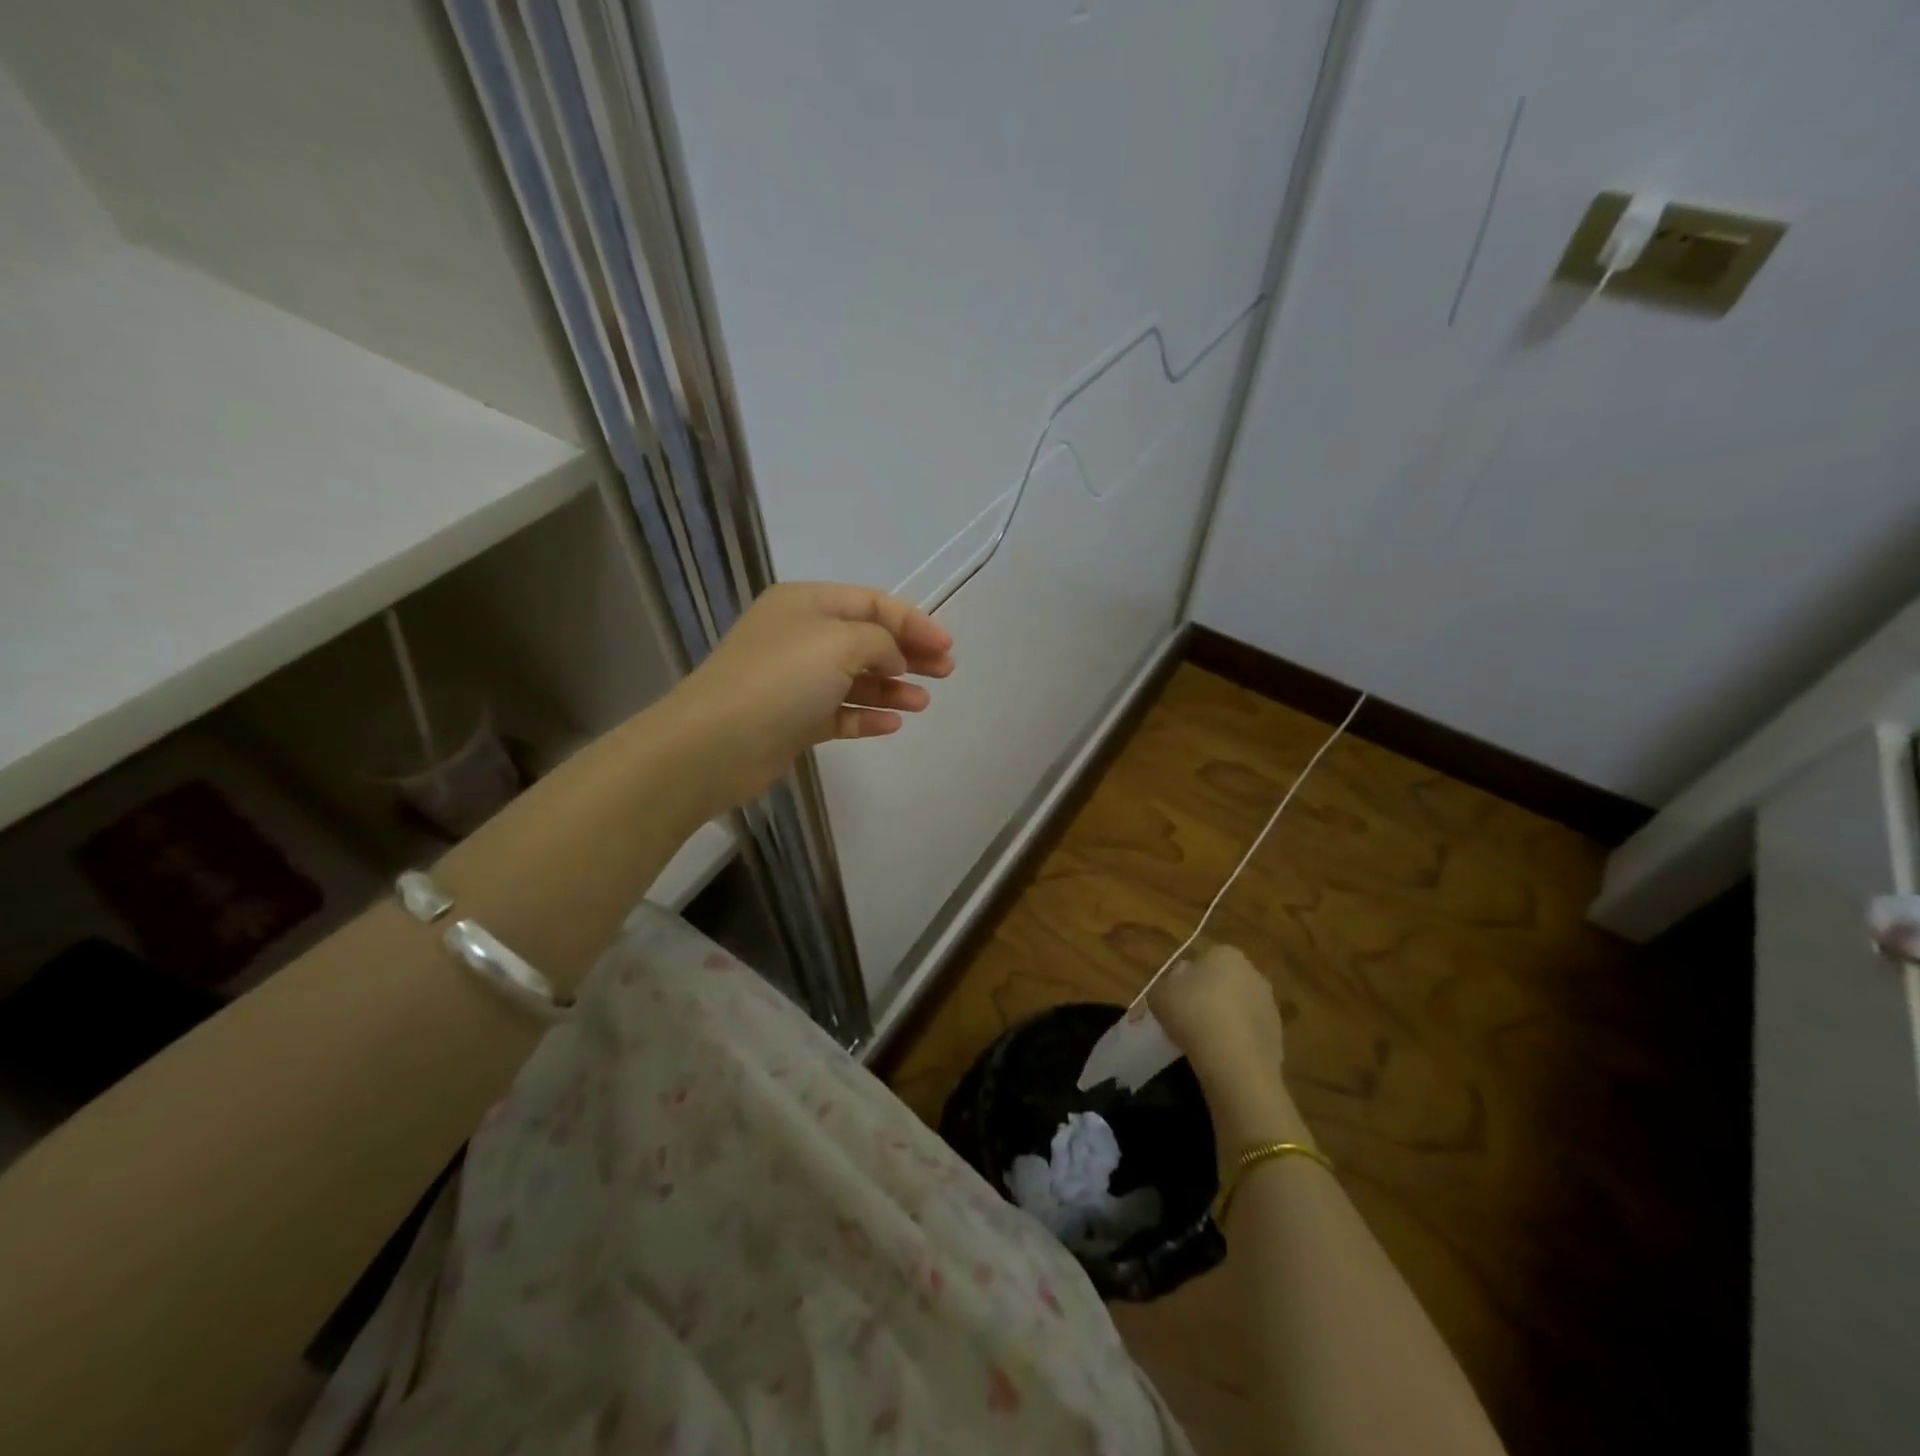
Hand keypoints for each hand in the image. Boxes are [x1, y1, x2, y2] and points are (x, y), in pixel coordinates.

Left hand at [655, 582, 953, 812]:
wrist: (716, 743)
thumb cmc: (781, 679)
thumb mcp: (840, 642)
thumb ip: (880, 642)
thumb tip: (892, 659)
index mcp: (807, 604)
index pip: (872, 603)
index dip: (914, 621)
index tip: (948, 645)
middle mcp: (801, 637)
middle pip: (867, 640)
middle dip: (908, 654)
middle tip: (946, 672)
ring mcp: (795, 681)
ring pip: (855, 680)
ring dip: (892, 688)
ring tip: (923, 703)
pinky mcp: (793, 721)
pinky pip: (839, 713)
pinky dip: (866, 716)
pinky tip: (892, 724)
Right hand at [1148, 943, 1287, 1093]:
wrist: (1234, 1060)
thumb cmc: (1192, 1013)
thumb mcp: (1159, 993)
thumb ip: (1166, 983)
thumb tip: (1177, 983)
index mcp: (1226, 954)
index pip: (1203, 959)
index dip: (1187, 978)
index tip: (1175, 997)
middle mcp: (1253, 973)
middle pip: (1224, 982)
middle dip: (1209, 996)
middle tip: (1188, 1017)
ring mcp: (1270, 1006)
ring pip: (1239, 1008)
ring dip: (1225, 1019)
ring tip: (1203, 1041)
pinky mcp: (1278, 1036)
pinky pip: (1249, 1034)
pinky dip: (1237, 1042)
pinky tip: (1222, 1056)